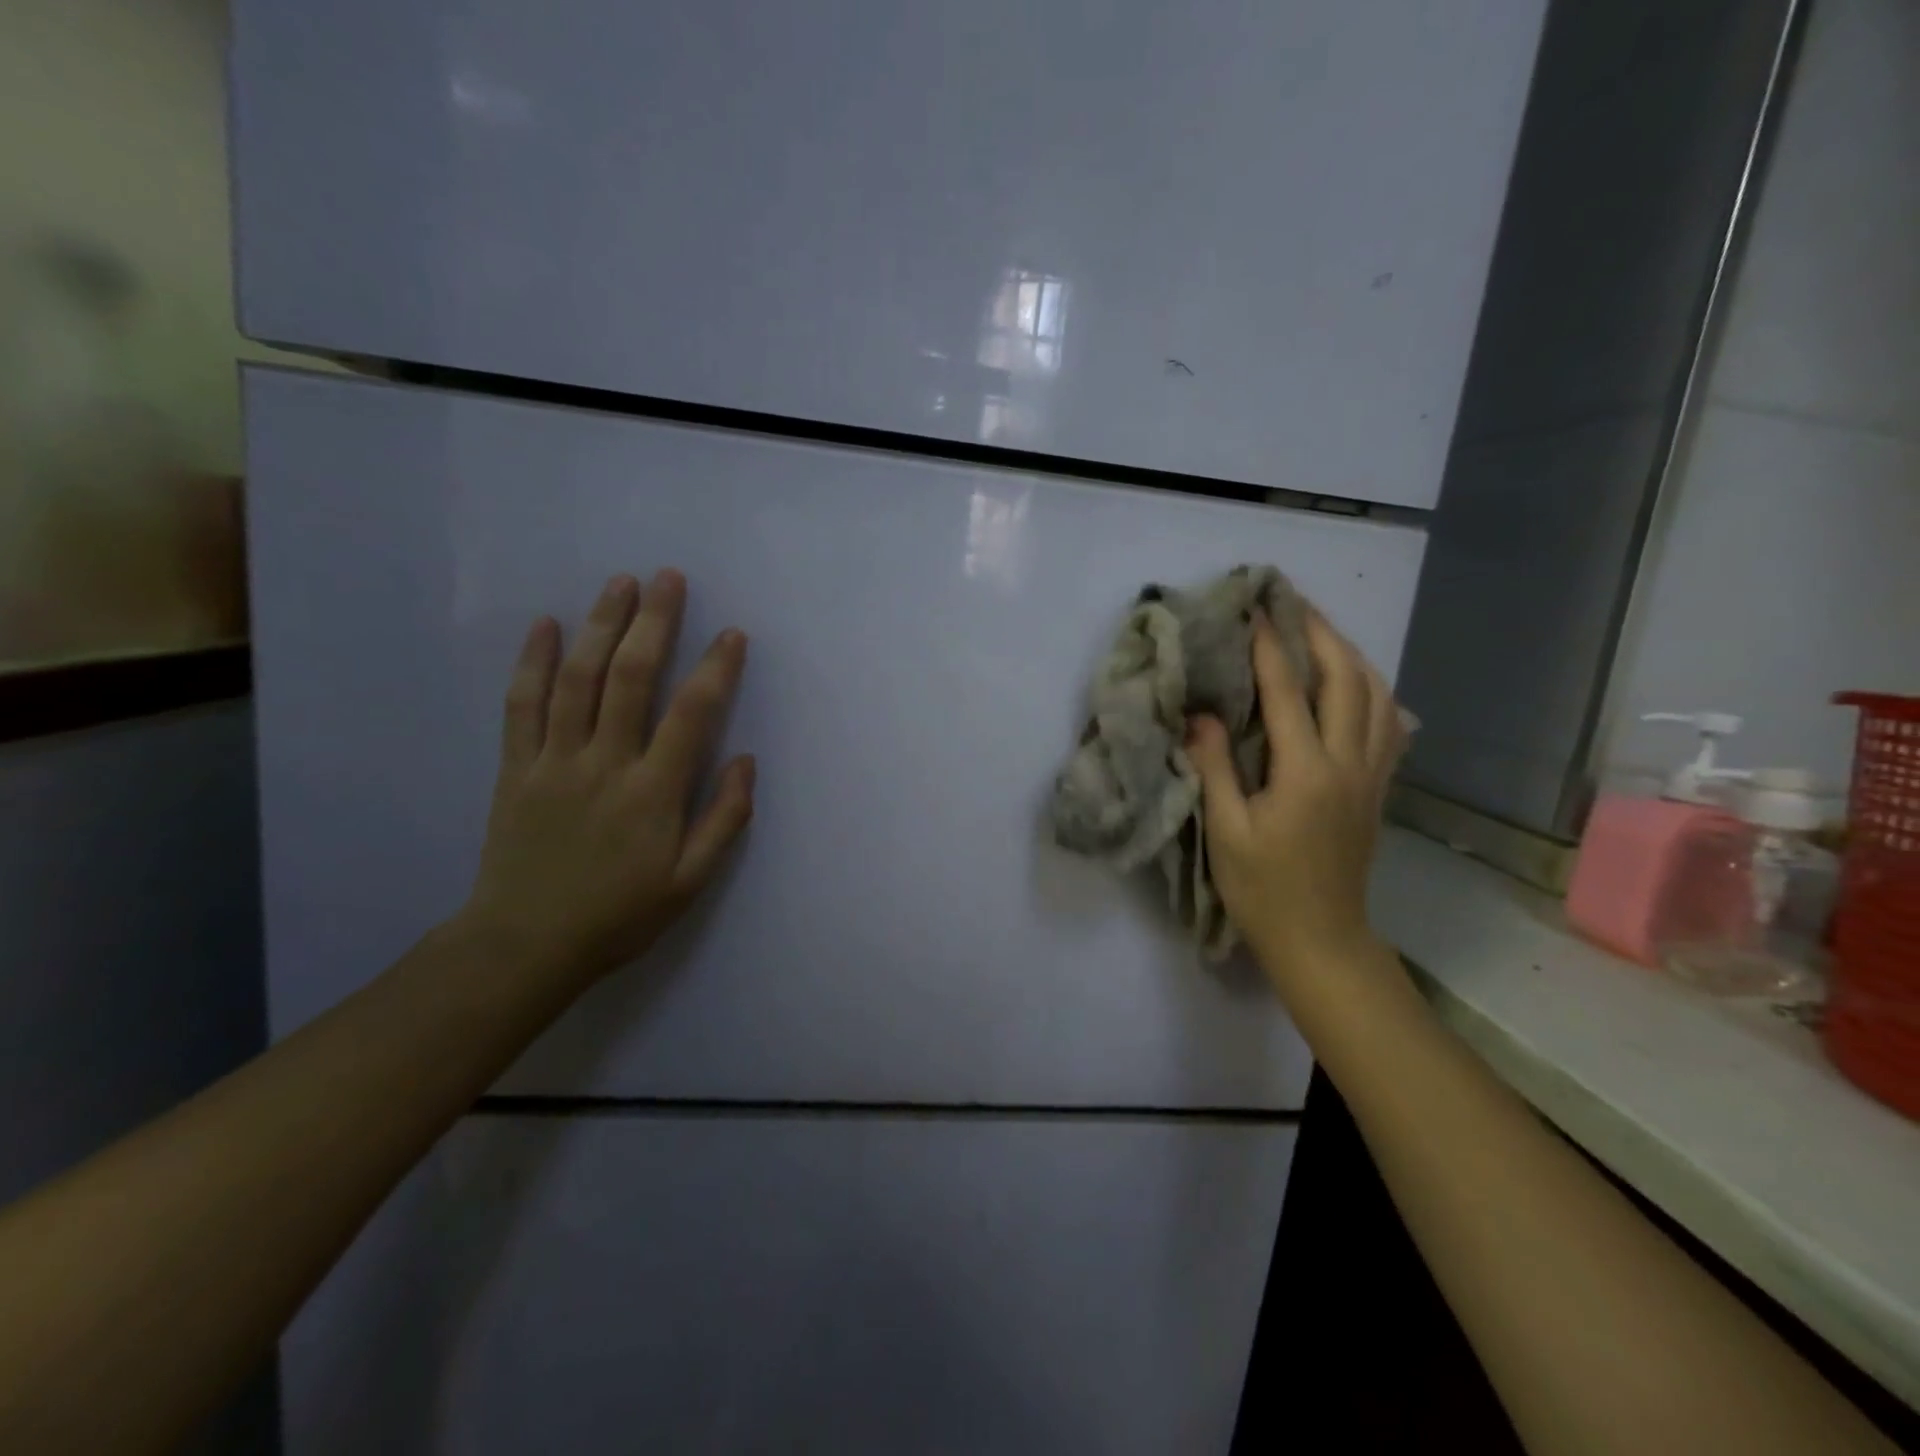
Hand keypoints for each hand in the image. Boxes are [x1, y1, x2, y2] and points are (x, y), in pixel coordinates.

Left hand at [456, 570, 754, 986]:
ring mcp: (555, 760)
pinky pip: (523, 704)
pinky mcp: (516, 767)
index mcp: (653, 792)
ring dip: (600, 625)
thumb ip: (724, 820)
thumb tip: (745, 761)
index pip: (692, 714)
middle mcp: (605, 763)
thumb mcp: (689, 882)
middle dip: (654, 622)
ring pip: (578, 679)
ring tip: (620, 583)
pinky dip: (534, 661)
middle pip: (630, 677)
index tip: (732, 634)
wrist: (524, 945)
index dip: (716, 669)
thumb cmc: (619, 915)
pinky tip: (547, 625)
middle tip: (670, 578)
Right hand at [1186, 611, 1407, 997]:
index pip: (1288, 692)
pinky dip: (1372, 691)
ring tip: (1323, 634)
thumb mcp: (1226, 831)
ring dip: (1352, 656)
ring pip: (1377, 697)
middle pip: (1347, 680)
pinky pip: (1388, 724)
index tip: (1255, 610)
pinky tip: (1355, 685)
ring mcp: (1371, 776)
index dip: (1270, 647)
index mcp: (1306, 772)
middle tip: (1294, 604)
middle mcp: (1348, 763)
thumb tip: (1200, 714)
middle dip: (1321, 634)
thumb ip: (1214, 767)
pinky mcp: (1377, 789)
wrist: (1320, 938)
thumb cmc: (1263, 889)